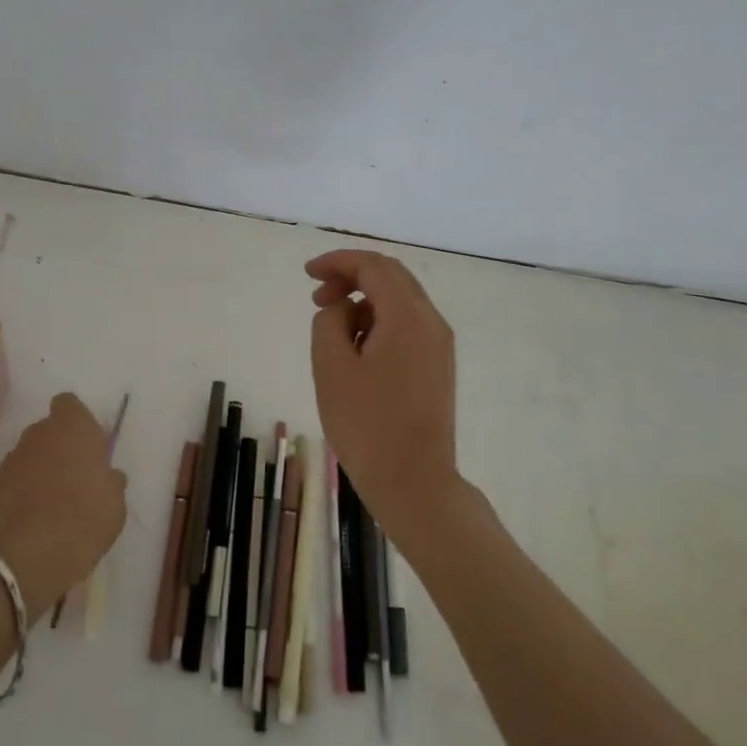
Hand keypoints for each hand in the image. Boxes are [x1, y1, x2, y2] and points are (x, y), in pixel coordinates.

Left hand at [0, 393, 127, 619]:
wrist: (37, 553)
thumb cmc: (88, 516)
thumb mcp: (116, 500)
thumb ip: (111, 480)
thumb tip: (108, 476)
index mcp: (73, 427)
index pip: (68, 403)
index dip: (76, 420)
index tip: (87, 444)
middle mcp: (39, 434)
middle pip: (47, 429)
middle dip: (58, 445)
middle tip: (73, 474)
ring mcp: (13, 459)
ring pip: (29, 453)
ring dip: (39, 467)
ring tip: (52, 498)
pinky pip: (14, 479)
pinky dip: (21, 490)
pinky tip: (33, 514)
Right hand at [307, 250, 459, 538]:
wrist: (414, 483)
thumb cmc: (367, 426)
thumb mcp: (332, 368)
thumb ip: (329, 322)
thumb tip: (342, 309)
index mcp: (408, 317)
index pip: (374, 267)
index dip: (338, 262)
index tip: (307, 274)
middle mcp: (431, 323)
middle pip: (391, 277)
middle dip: (351, 277)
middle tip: (318, 297)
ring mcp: (439, 345)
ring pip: (399, 301)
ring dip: (364, 301)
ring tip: (332, 329)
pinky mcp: (437, 366)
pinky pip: (406, 325)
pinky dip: (378, 322)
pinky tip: (356, 349)